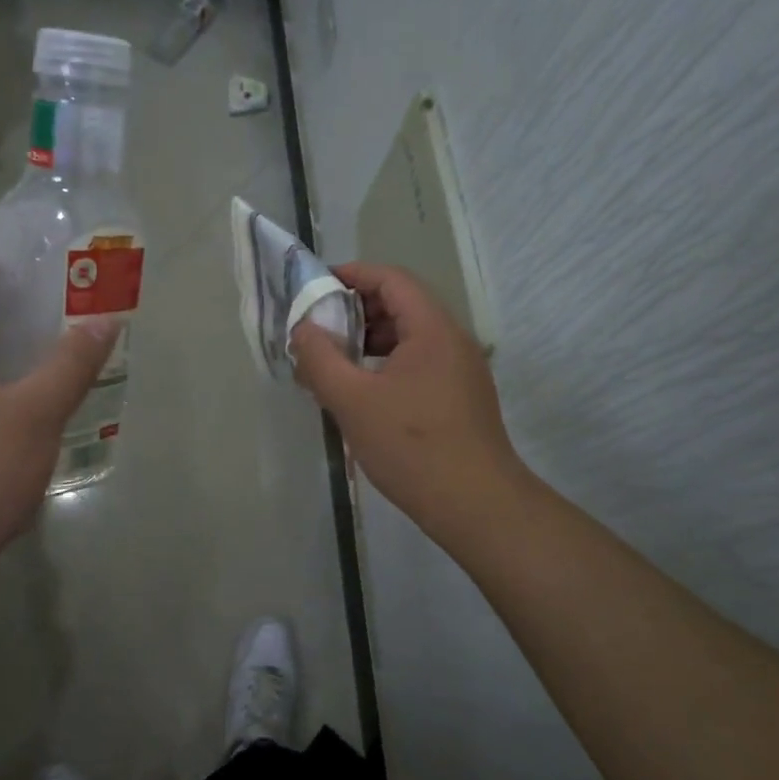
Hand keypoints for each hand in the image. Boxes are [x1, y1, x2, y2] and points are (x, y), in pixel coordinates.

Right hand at [291, 263, 524, 545]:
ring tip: (333, 360)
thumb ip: (320, 359)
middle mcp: (452, 340)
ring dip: (369, 339)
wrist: (476, 505)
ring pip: (410, 336)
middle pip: (402, 305)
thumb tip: (302, 329)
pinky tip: (362, 391)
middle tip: (318, 327)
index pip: (391, 280)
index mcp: (432, 329)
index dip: (352, 274)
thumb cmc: (412, 446)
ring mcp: (461, 370)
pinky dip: (386, 363)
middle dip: (356, 309)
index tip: (316, 285)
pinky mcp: (460, 397)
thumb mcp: (353, 401)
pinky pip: (418, 362)